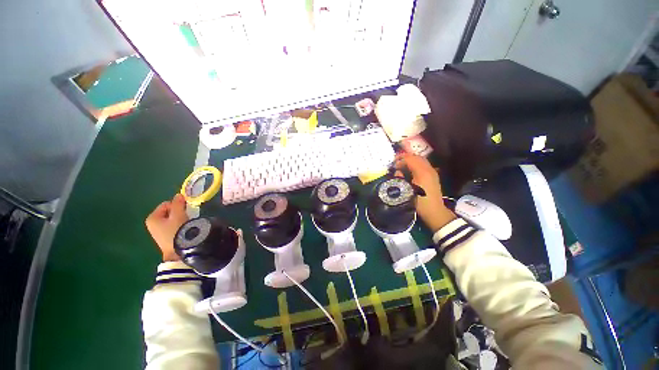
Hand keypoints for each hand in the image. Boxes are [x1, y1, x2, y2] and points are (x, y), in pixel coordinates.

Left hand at [145, 194, 187, 261]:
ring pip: (171, 219)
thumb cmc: (176, 230)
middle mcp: (152, 224)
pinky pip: (171, 226)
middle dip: (178, 212)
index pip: (167, 204)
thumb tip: (179, 195)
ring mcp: (157, 232)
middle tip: (186, 217)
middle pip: (168, 211)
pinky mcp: (164, 238)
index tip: (185, 210)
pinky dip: (178, 226)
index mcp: (152, 217)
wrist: (177, 251)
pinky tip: (183, 230)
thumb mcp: (178, 214)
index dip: (177, 205)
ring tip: (185, 224)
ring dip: (179, 219)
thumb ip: (178, 203)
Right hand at [395, 154, 455, 232]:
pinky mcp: (433, 176)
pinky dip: (416, 164)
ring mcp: (432, 172)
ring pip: (421, 160)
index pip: (410, 159)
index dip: (400, 159)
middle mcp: (429, 169)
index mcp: (422, 172)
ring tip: (402, 165)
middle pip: (416, 157)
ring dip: (411, 160)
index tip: (393, 164)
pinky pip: (424, 164)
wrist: (434, 211)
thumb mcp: (407, 191)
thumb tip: (397, 171)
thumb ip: (401, 178)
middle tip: (396, 162)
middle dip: (406, 158)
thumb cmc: (419, 202)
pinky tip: (410, 170)